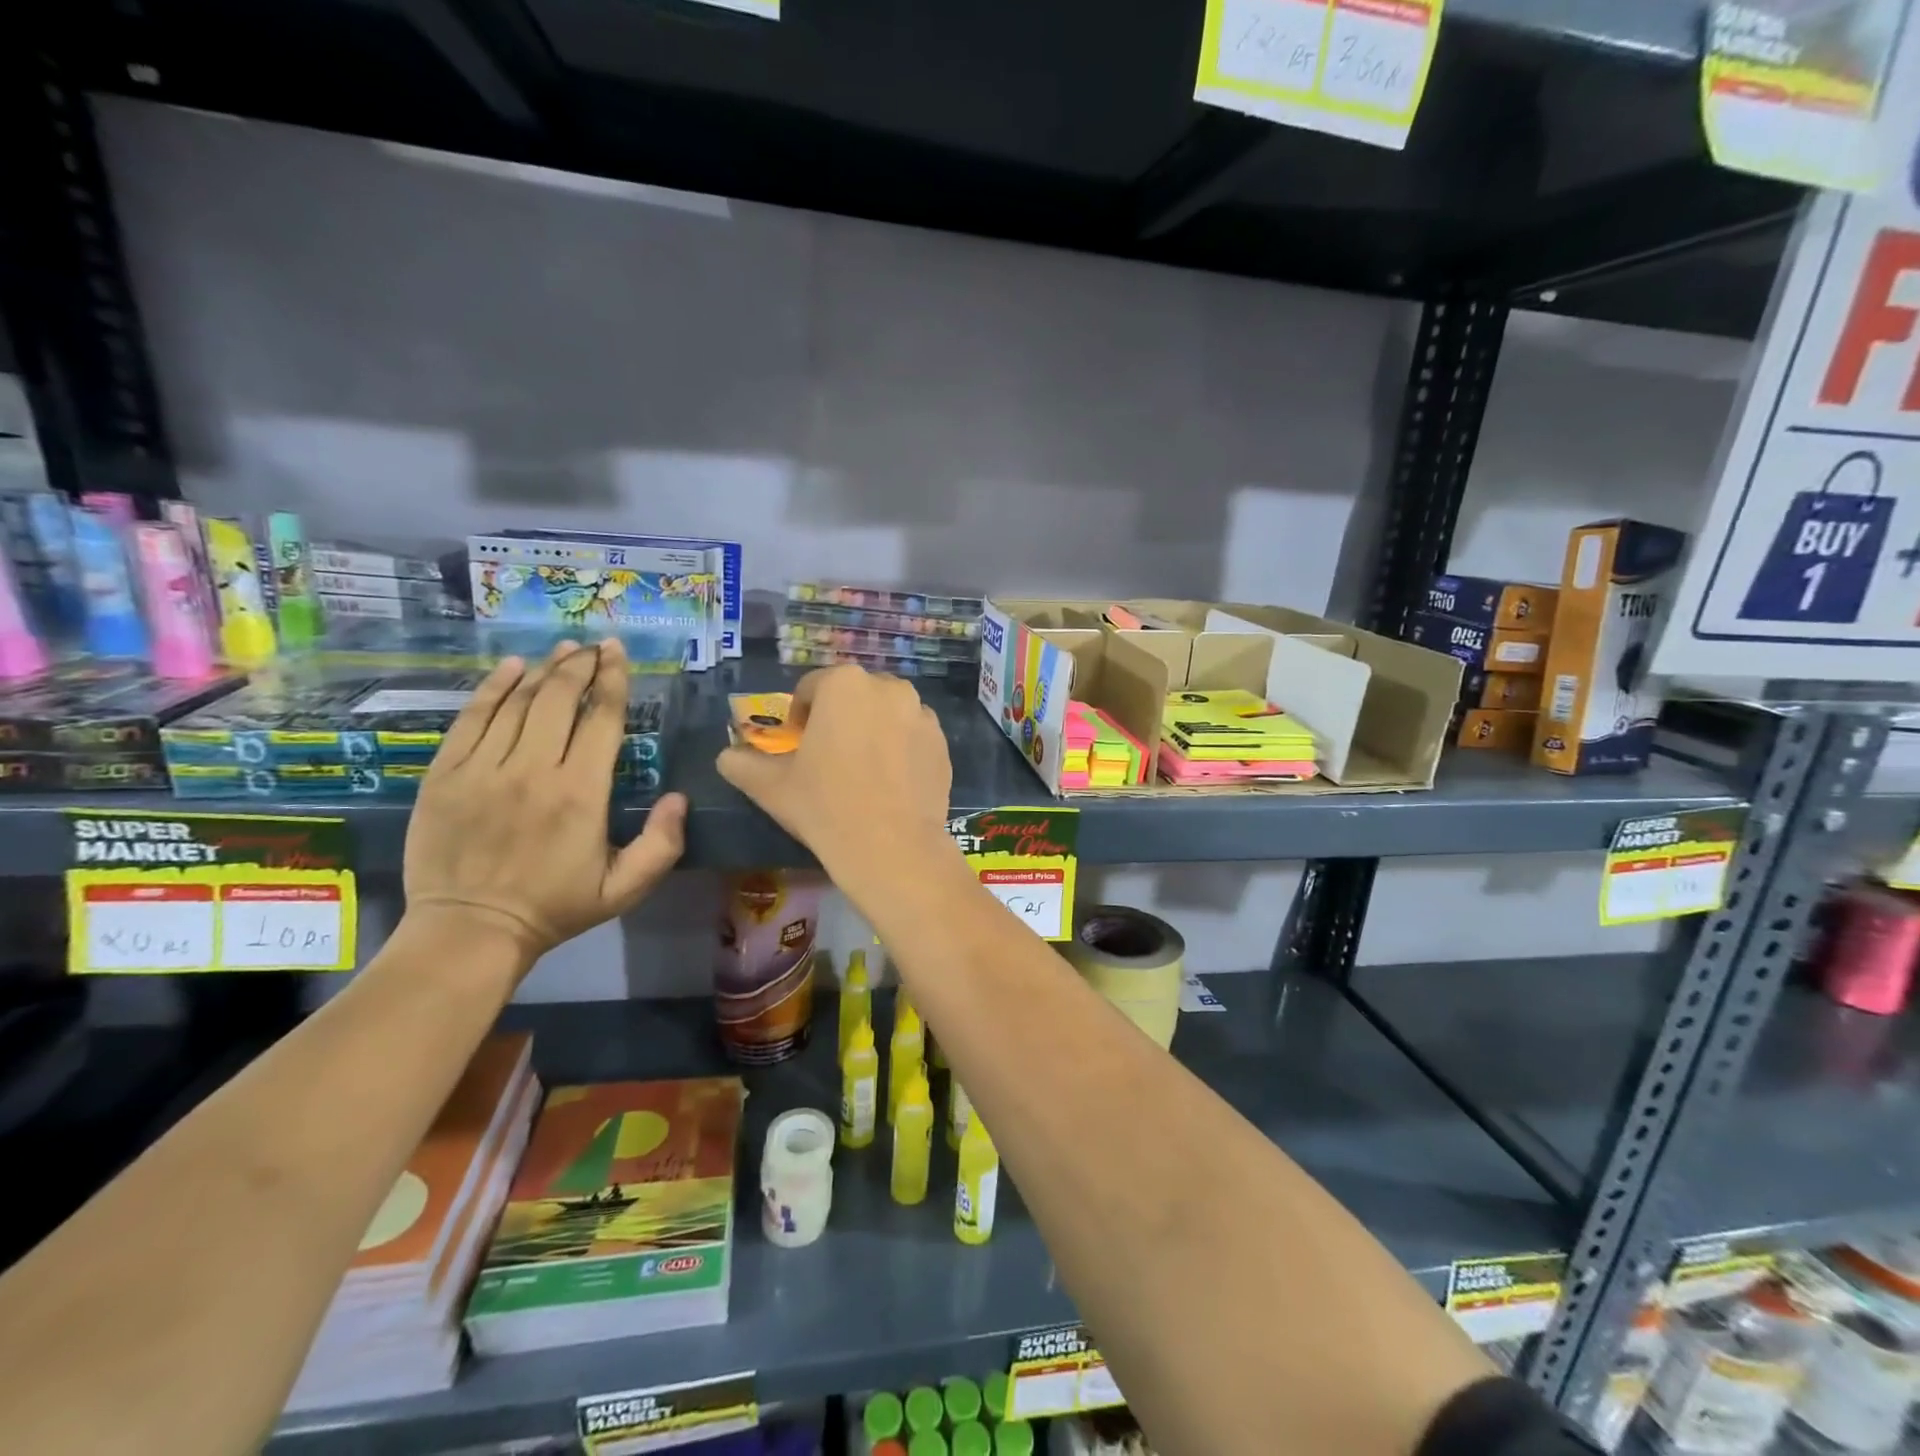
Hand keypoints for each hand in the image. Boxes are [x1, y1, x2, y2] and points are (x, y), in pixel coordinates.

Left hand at [403, 639, 687, 971]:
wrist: (470, 931)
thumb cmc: (555, 907)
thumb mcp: (625, 888)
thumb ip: (662, 844)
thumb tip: (678, 797)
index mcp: (581, 793)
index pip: (601, 720)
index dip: (613, 681)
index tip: (618, 654)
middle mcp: (533, 770)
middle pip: (559, 699)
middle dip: (580, 665)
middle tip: (594, 646)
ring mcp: (483, 769)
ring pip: (517, 702)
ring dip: (543, 669)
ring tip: (562, 650)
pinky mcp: (445, 774)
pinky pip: (470, 718)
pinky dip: (492, 687)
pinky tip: (509, 667)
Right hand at [716, 665, 955, 892]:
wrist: (891, 847)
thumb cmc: (824, 806)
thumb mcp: (770, 786)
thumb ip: (741, 763)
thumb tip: (727, 757)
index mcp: (844, 684)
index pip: (811, 688)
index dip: (800, 715)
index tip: (797, 744)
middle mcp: (888, 687)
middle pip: (853, 696)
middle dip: (839, 718)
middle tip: (829, 757)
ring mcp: (922, 714)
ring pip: (886, 713)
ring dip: (872, 730)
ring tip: (862, 770)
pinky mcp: (943, 742)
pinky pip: (913, 736)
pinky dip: (900, 749)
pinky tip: (890, 783)